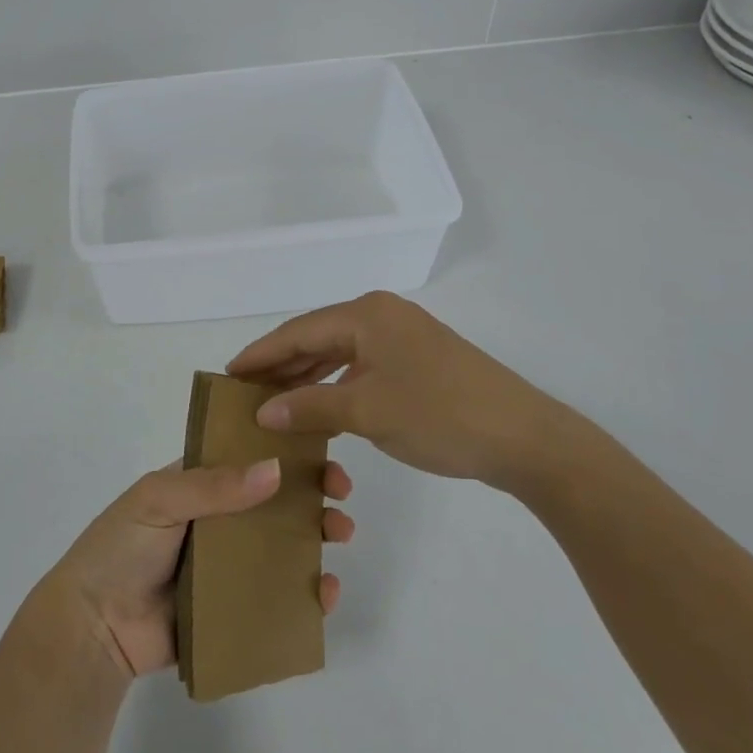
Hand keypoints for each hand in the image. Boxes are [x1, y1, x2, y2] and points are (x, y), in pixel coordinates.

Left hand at [41, 458, 354, 680]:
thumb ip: (214, 486)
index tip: (322, 454)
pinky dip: (305, 594)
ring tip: (340, 538)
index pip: (249, 460)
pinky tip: (325, 593)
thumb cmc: (120, 549)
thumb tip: (275, 470)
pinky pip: (275, 598)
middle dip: (312, 496)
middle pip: (274, 503)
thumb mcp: (159, 501)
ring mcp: (227, 567)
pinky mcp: (232, 609)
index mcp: (198, 486)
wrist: (92, 627)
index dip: (286, 454)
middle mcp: (217, 522)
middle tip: (340, 499)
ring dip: (317, 540)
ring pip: (282, 548)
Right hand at [228, 292, 601, 492]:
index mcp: (367, 314)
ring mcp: (405, 337)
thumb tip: (264, 410)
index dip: (260, 354)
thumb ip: (310, 406)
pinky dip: (337, 385)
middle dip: (282, 366)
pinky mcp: (420, 361)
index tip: (227, 375)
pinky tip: (321, 406)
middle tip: (245, 392)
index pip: (298, 331)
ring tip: (274, 401)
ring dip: (308, 377)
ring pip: (341, 353)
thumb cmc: (440, 416)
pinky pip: (363, 367)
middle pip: (318, 337)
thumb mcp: (367, 411)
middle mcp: (383, 316)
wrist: (524, 438)